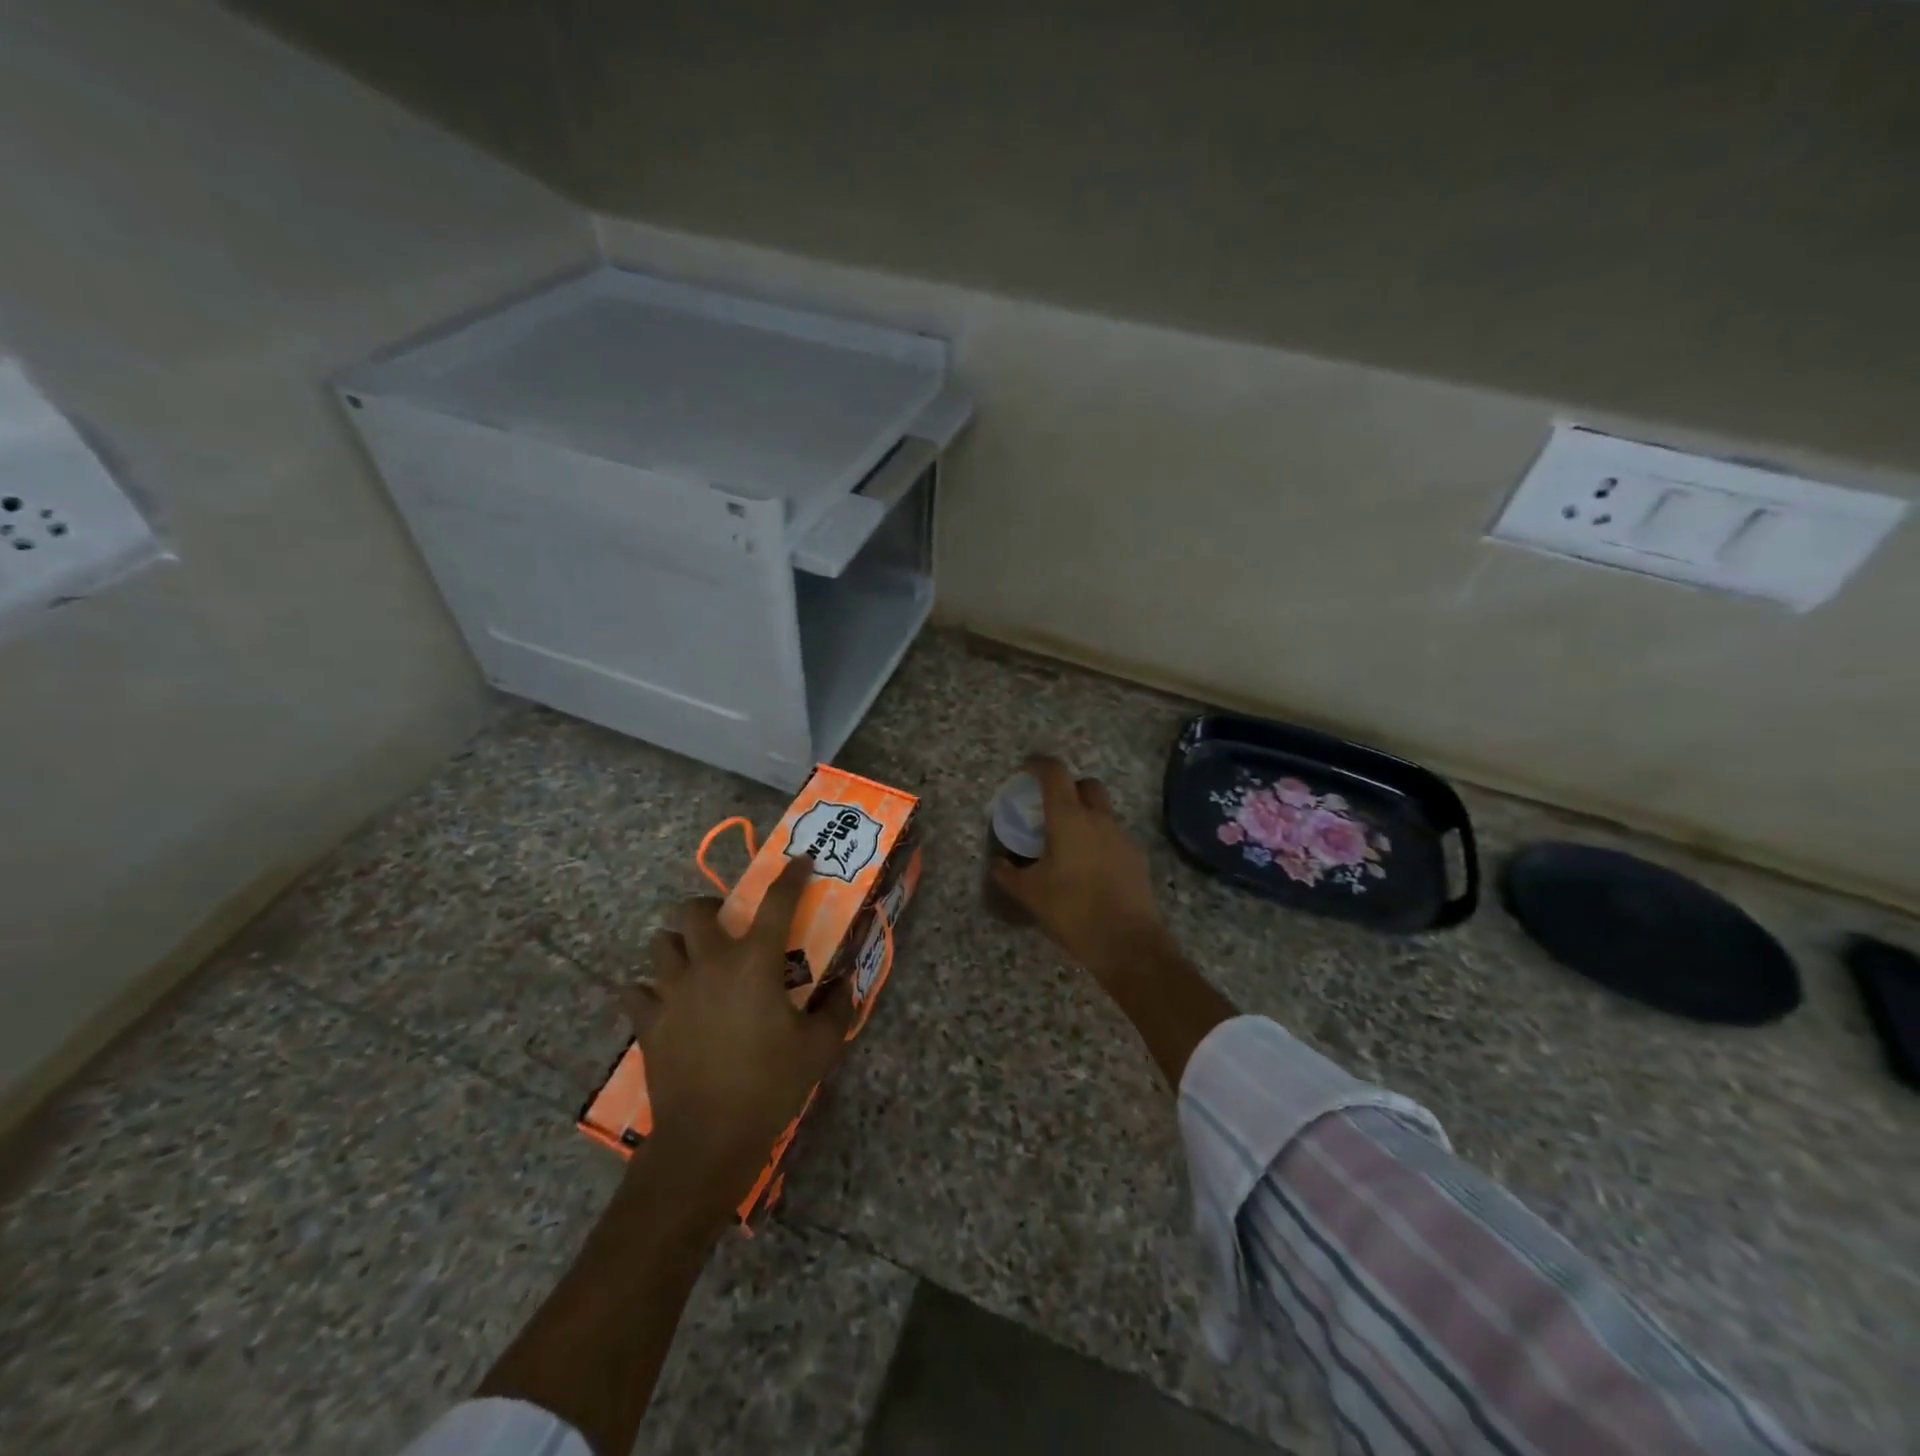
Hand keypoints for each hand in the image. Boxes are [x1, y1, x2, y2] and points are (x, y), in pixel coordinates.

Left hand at [622, 856, 853, 1222]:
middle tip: (726, 925)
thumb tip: (847, 984)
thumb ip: (838, 1007)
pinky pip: (635, 991)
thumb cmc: (770, 1084)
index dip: (790, 875)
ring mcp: (672, 991)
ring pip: (660, 944)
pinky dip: (647, 990)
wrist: (708, 1137)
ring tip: (693, 959)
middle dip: (710, 908)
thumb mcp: (820, 1047)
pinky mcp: (647, 1021)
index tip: (799, 861)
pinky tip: (663, 1002)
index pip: (776, 901)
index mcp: (754, 962)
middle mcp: (709, 964)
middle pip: (695, 911)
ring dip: (677, 944)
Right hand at [991, 755, 1170, 984]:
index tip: (1026, 769)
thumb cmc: (1071, 910)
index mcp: (1069, 818)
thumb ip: (1008, 873)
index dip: (1038, 764)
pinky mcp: (1136, 857)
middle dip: (1069, 787)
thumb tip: (997, 862)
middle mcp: (1098, 819)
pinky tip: (1090, 868)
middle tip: (1051, 807)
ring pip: (1103, 811)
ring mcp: (1121, 837)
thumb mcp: (1029, 893)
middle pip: (1086, 784)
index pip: (1054, 773)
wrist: (1125, 941)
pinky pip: (1114, 837)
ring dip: (1086, 816)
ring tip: (1069, 843)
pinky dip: (1099, 841)